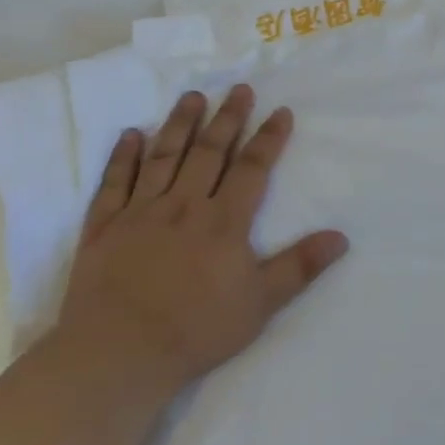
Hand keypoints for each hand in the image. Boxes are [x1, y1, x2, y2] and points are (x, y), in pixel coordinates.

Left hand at [57, 85, 349, 391]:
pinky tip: (130, 135)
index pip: (252, 169)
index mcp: (223, 221)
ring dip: (180, 124)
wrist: (116, 355)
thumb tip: (341, 237)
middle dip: (228, 118)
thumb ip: (299, 266)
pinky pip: (113, 183)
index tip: (280, 111)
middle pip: (209, 152)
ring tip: (192, 97)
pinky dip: (122, 157)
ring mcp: (140, 213)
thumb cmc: (195, 330)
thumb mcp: (260, 304)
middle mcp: (183, 205)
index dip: (269, 138)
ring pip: (163, 157)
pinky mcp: (103, 227)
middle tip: (238, 88)